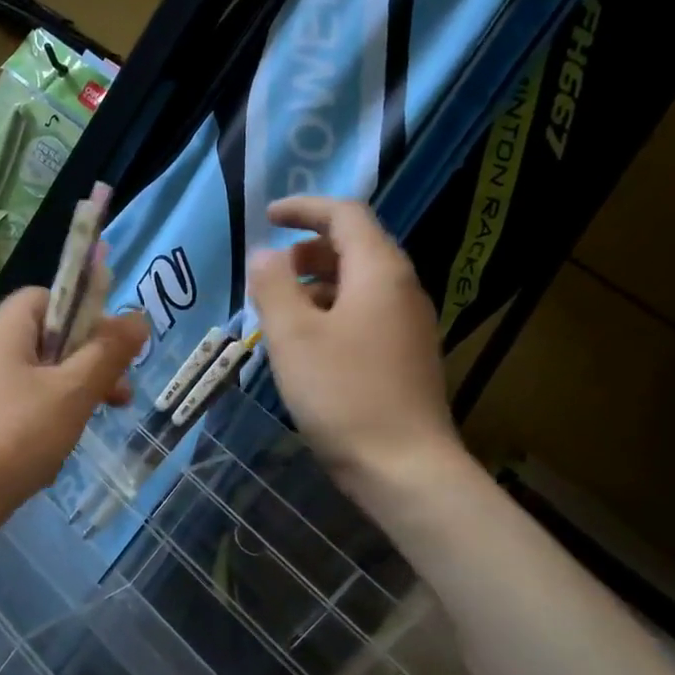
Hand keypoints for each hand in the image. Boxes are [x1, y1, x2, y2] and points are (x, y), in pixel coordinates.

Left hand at [0, 288, 146, 568]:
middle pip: (49, 340)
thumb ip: (107, 353)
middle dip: (89, 364)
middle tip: (119, 395)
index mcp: (6, 328)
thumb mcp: (72, 391)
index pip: (49, 296)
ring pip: (40, 381)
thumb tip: (137, 317)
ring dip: (72, 399)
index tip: (113, 347)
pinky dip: (45, 426)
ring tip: (91, 426)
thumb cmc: (13, 435)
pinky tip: (56, 456)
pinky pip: (22, 413)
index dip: (85, 313)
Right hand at [249, 196, 466, 499]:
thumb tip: (265, 254)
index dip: (304, 208)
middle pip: (355, 247)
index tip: (267, 216)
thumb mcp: (293, 336)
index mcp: (380, 271)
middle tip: (268, 275)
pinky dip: (332, 312)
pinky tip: (307, 346)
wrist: (403, 466)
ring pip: (359, 284)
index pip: (345, 215)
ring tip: (279, 313)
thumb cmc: (342, 394)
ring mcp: (409, 324)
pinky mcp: (406, 356)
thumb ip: (273, 286)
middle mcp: (402, 289)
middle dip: (307, 250)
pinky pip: (365, 314)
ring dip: (316, 285)